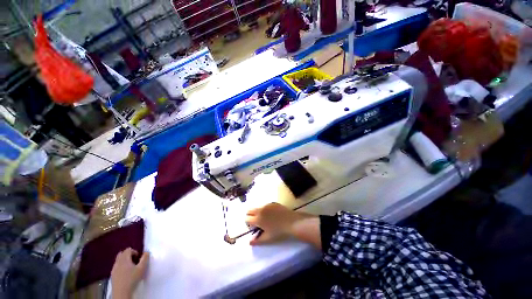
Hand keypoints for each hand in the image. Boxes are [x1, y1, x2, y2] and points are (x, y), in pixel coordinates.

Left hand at [111, 248, 148, 298]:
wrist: (121, 292)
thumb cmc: (132, 279)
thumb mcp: (142, 268)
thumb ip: (145, 258)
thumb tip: (146, 252)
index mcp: (124, 259)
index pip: (128, 249)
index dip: (135, 252)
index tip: (139, 258)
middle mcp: (117, 262)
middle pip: (122, 254)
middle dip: (128, 255)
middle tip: (134, 261)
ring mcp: (113, 269)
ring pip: (118, 260)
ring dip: (125, 261)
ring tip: (131, 268)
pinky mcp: (112, 275)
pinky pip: (116, 267)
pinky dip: (121, 267)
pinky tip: (126, 274)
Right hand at [246, 203, 319, 247]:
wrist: (291, 222)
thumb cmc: (279, 232)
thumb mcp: (267, 239)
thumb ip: (257, 240)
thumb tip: (249, 242)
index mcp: (258, 219)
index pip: (247, 219)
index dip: (248, 223)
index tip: (253, 227)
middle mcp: (260, 210)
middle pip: (250, 210)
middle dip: (250, 216)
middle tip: (256, 222)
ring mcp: (266, 205)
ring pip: (257, 208)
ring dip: (258, 212)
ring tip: (265, 219)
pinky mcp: (272, 203)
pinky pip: (265, 206)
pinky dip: (265, 210)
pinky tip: (272, 215)